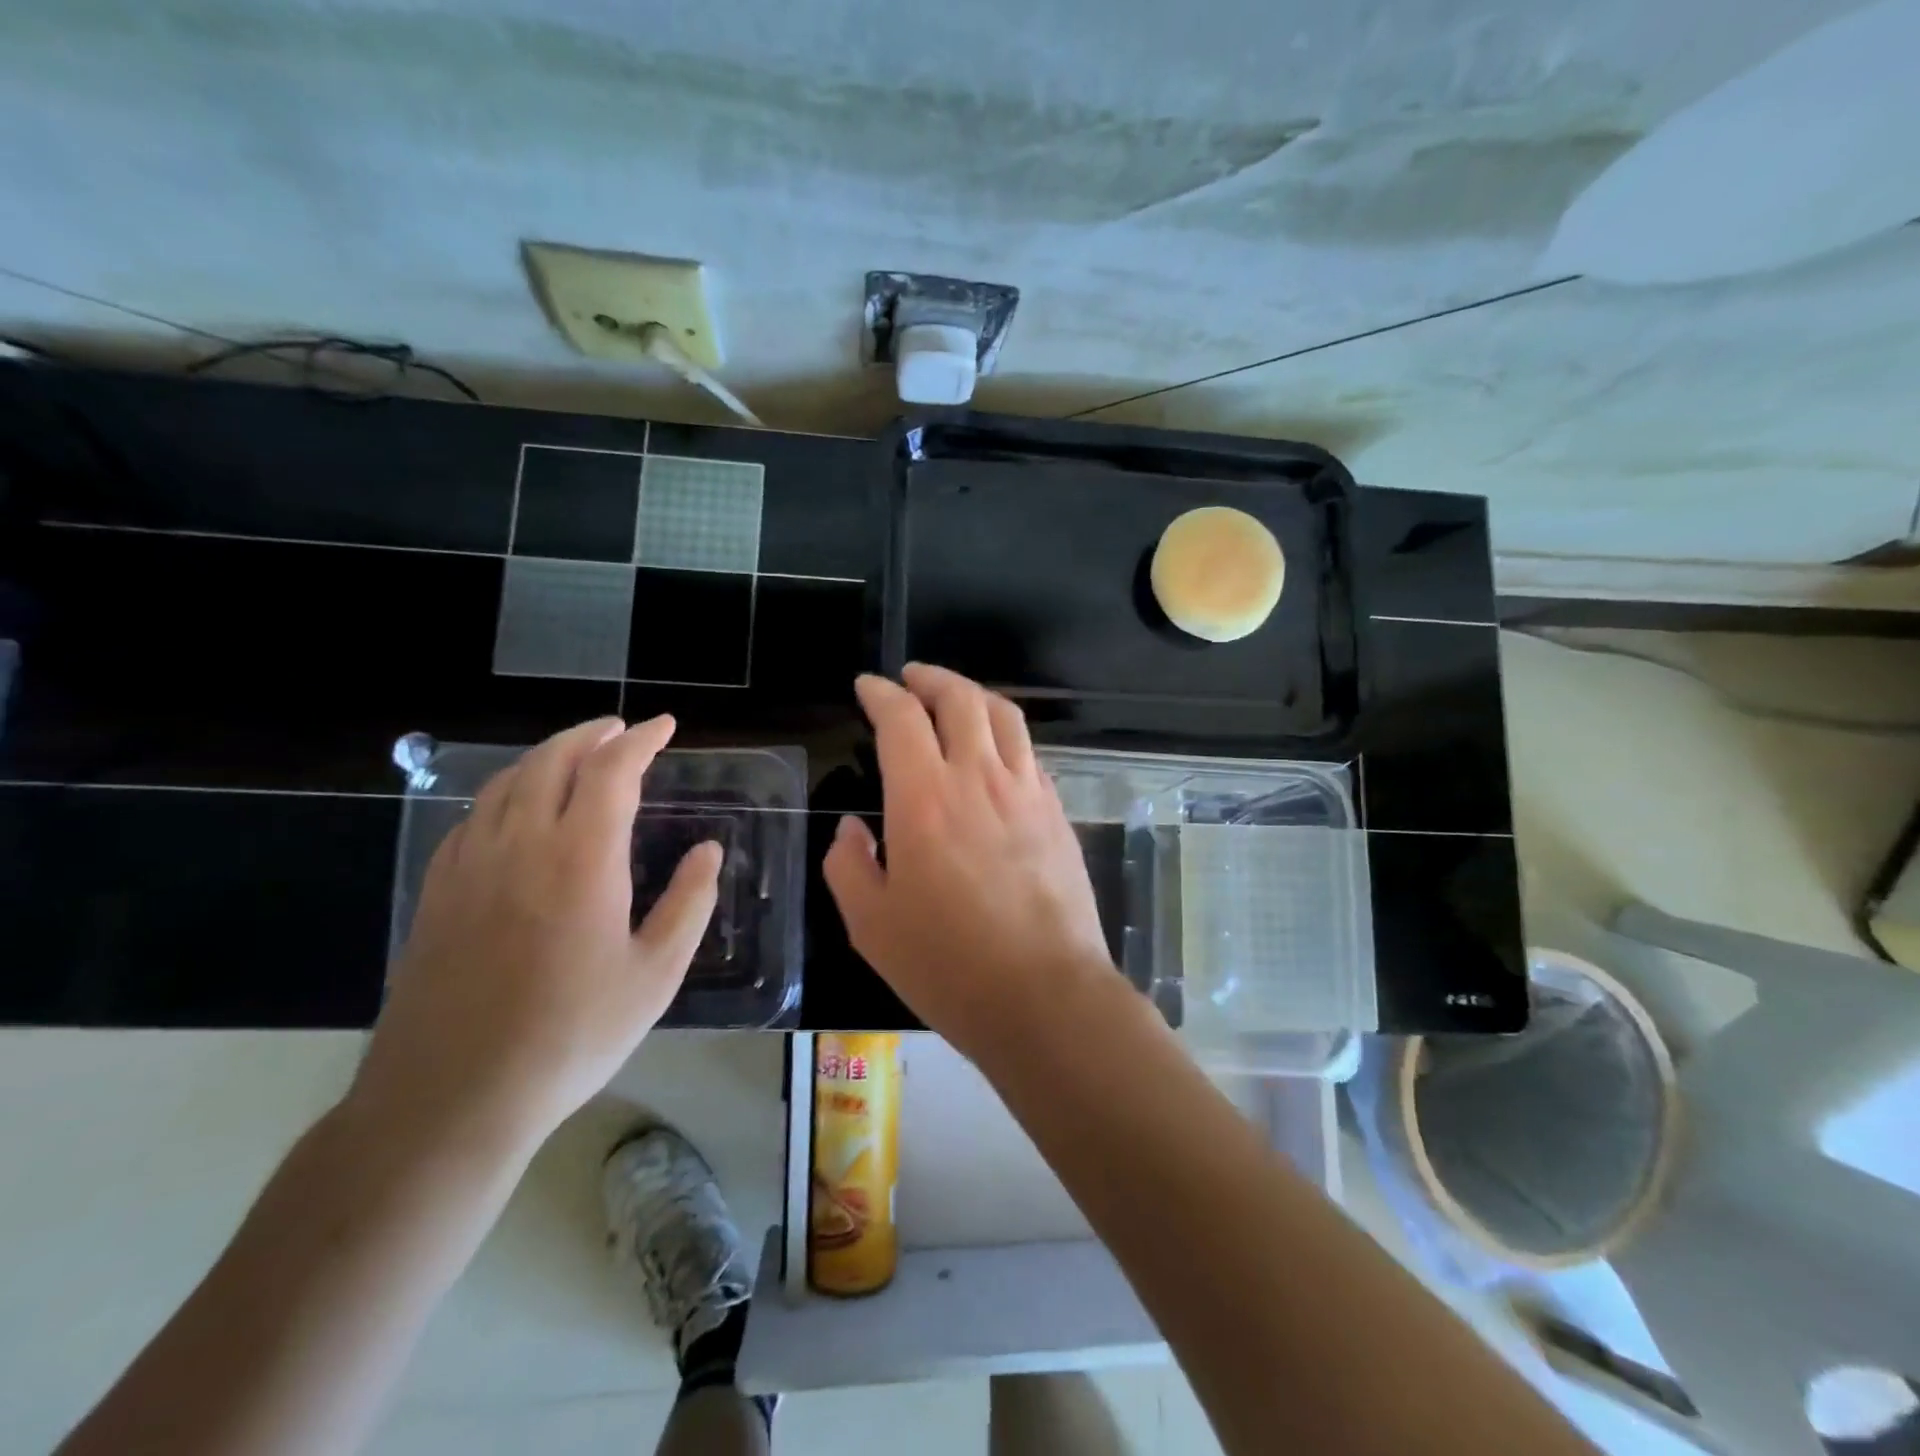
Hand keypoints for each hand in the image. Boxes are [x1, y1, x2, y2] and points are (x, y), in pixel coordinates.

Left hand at [354, 716, 720, 1153]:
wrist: (451, 1098)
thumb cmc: (571, 1035)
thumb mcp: (656, 974)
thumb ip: (689, 902)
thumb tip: (709, 850)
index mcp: (581, 857)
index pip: (612, 771)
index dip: (642, 741)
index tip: (665, 727)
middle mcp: (521, 844)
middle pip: (552, 760)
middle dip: (592, 735)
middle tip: (622, 730)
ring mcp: (470, 866)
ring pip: (506, 782)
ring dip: (546, 756)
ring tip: (575, 755)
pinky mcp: (438, 892)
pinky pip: (473, 817)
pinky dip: (505, 792)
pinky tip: (516, 809)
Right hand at [823, 664, 1113, 1059]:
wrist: (1043, 994)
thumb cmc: (947, 964)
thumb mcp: (871, 924)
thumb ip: (848, 865)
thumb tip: (851, 829)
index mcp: (924, 799)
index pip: (901, 718)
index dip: (881, 693)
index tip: (868, 687)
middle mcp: (978, 779)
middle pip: (960, 698)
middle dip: (931, 678)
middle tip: (911, 679)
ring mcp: (1026, 791)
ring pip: (1003, 716)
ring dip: (973, 695)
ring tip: (954, 699)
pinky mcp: (1057, 812)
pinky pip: (1029, 752)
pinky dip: (1005, 734)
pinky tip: (995, 752)